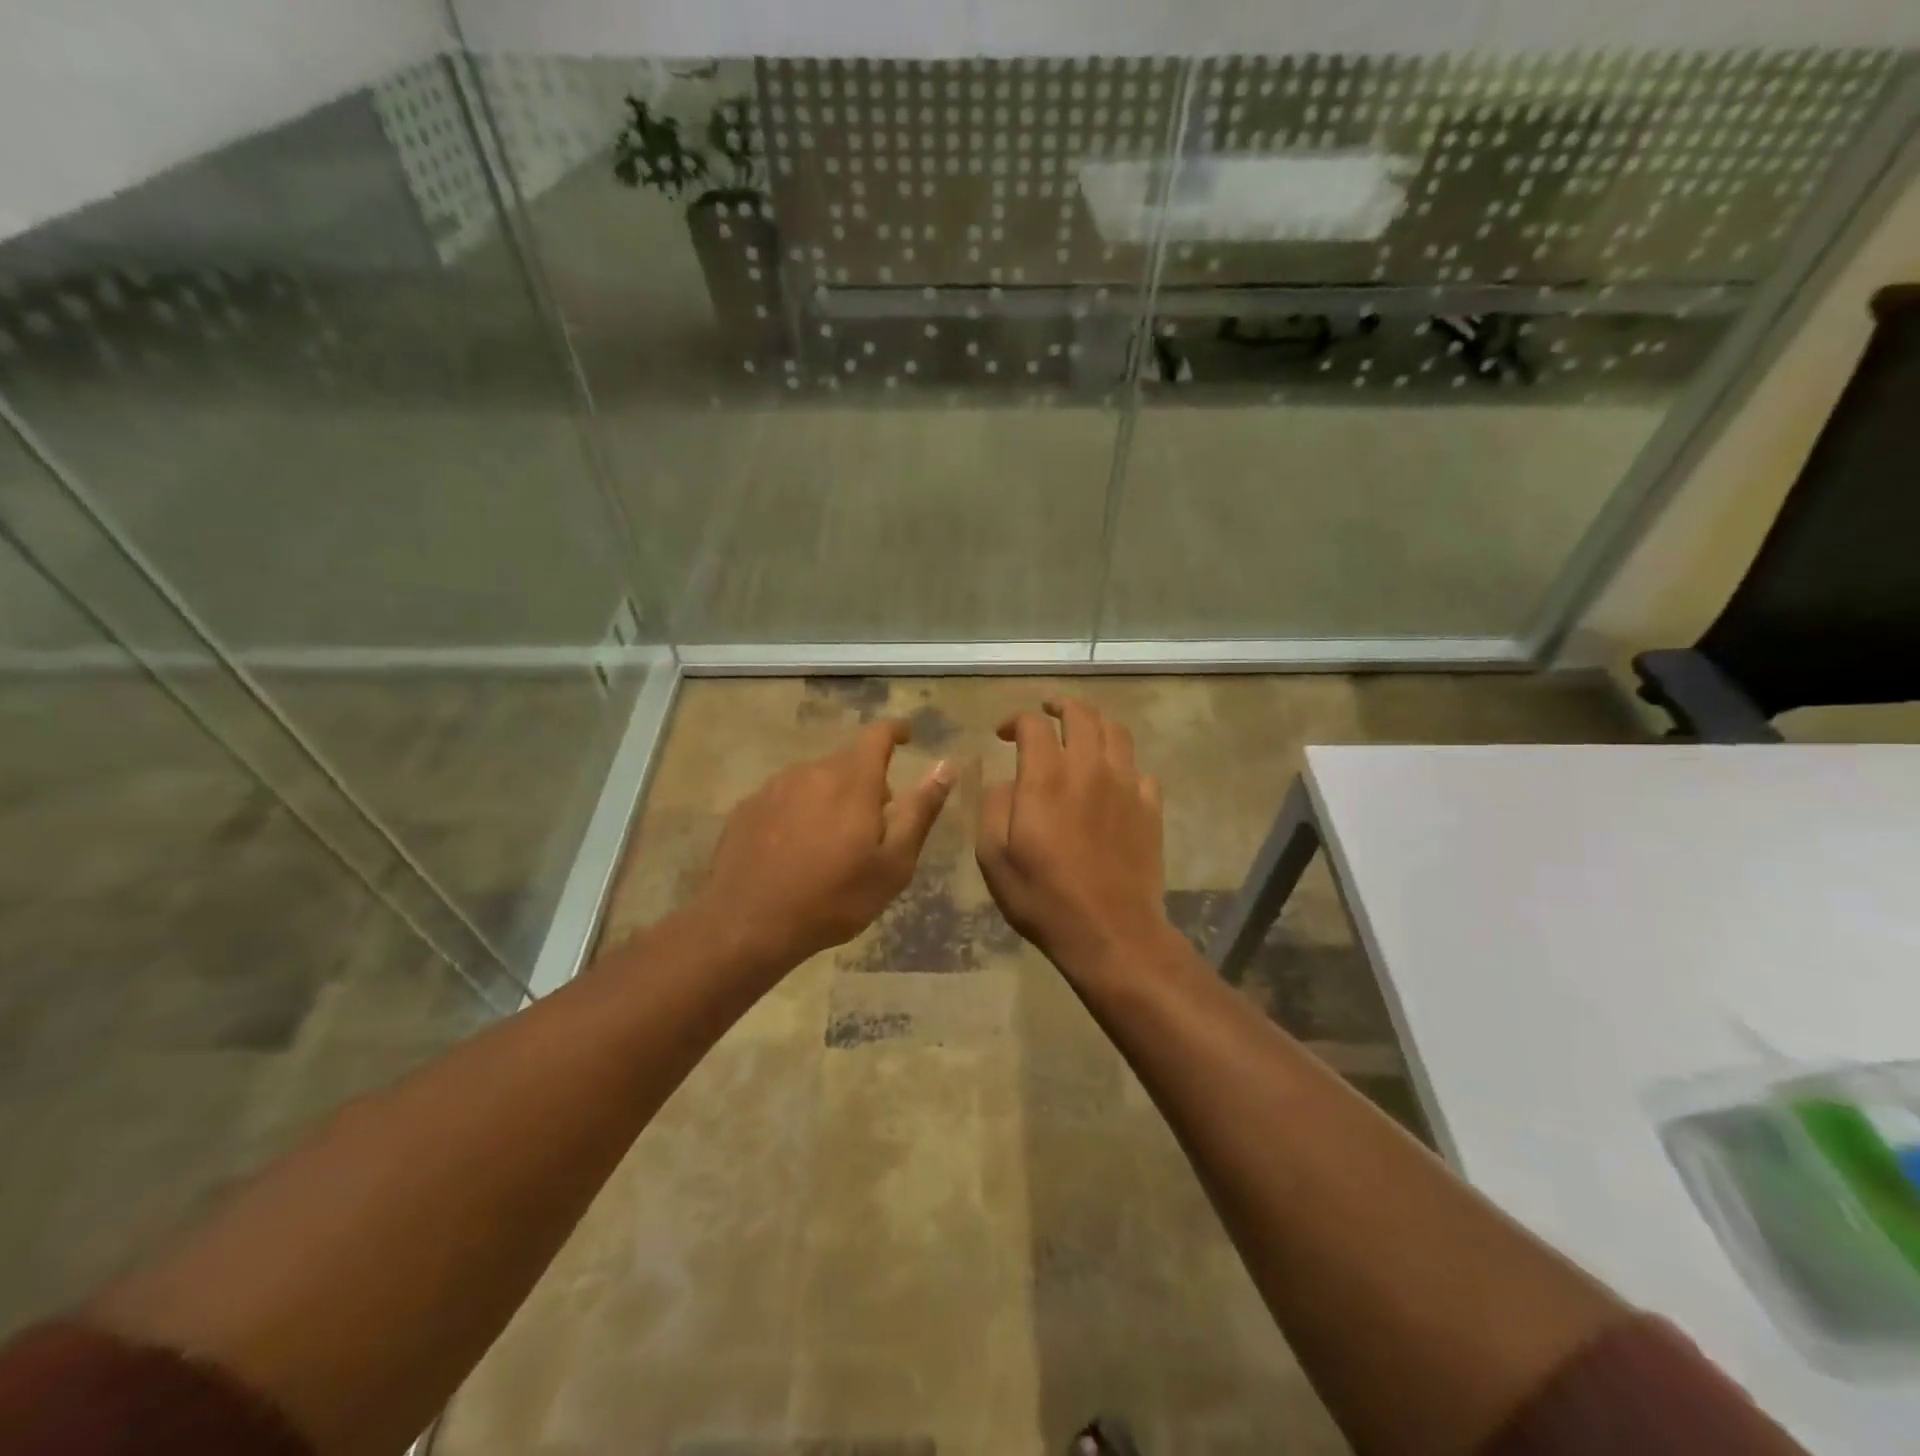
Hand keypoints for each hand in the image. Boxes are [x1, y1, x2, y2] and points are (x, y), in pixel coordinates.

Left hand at [690, 720, 954, 974]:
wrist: (747, 925)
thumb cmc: (833, 897)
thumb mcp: (893, 862)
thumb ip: (920, 810)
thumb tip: (946, 766)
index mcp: (852, 779)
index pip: (877, 735)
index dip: (895, 731)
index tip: (907, 737)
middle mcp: (811, 771)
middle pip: (847, 762)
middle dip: (867, 781)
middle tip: (875, 824)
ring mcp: (773, 787)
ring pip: (815, 781)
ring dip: (832, 798)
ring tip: (833, 843)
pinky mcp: (747, 808)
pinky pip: (785, 799)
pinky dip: (800, 813)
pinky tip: (796, 851)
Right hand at [976, 698, 1168, 976]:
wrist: (1110, 932)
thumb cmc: (1043, 896)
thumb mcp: (994, 856)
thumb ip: (995, 806)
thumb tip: (1008, 782)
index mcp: (1046, 776)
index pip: (1033, 724)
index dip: (1015, 720)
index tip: (1003, 733)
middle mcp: (1090, 768)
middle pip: (1081, 714)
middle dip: (1060, 705)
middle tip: (1047, 712)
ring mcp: (1127, 785)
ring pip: (1116, 732)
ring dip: (1095, 724)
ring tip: (1082, 733)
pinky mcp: (1150, 808)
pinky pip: (1140, 770)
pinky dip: (1123, 764)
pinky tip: (1113, 779)